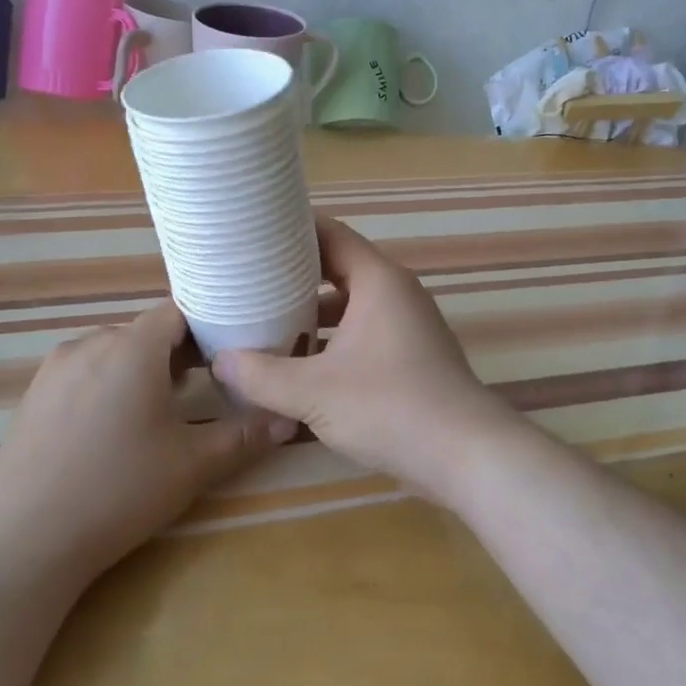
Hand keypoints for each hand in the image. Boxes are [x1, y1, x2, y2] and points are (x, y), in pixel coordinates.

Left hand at [0, 302, 293, 578]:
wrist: (29, 539)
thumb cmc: (120, 491)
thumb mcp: (193, 465)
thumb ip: (244, 436)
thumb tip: (287, 420)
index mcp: (132, 348)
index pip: (176, 312)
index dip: (204, 329)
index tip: (224, 358)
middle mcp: (90, 344)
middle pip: (143, 332)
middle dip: (173, 353)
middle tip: (197, 390)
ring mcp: (54, 368)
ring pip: (110, 351)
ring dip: (136, 369)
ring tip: (152, 412)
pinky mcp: (32, 395)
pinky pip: (80, 372)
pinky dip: (103, 385)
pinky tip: (106, 431)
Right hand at [212, 218, 517, 503]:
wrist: (466, 457)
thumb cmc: (390, 408)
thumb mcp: (313, 392)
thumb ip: (261, 375)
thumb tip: (219, 362)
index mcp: (377, 281)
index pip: (330, 233)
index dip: (290, 229)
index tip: (251, 234)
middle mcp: (395, 294)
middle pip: (337, 269)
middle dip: (292, 275)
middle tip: (246, 280)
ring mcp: (406, 326)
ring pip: (348, 307)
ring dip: (310, 314)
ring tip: (263, 322)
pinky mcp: (409, 357)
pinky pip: (361, 334)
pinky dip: (330, 342)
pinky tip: (299, 366)